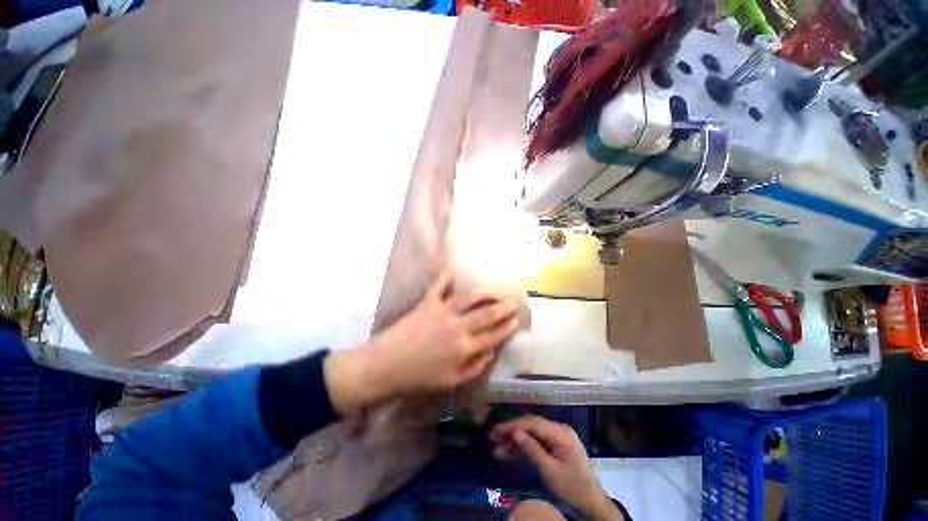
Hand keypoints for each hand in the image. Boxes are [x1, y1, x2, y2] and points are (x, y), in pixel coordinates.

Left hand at [325, 270, 518, 413]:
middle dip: (503, 308)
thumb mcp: (451, 381)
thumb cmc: (419, 377)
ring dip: (484, 294)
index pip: (493, 335)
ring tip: (494, 293)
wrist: (385, 366)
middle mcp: (458, 326)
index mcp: (464, 347)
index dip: (507, 327)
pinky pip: (438, 286)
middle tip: (513, 302)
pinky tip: (452, 269)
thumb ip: (474, 367)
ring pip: (469, 298)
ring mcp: (442, 311)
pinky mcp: (427, 303)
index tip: (516, 320)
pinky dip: (445, 277)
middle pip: (487, 314)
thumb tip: (491, 352)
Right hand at [490, 416, 623, 520]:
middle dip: (511, 432)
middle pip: (530, 427)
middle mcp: (558, 430)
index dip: (513, 425)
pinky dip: (522, 449)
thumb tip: (514, 432)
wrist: (591, 504)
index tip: (497, 429)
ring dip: (514, 442)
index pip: (533, 423)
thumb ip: (532, 449)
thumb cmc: (572, 488)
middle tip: (492, 437)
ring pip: (531, 435)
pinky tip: (507, 454)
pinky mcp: (554, 447)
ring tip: (496, 449)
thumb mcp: (550, 471)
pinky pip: (536, 444)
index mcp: (560, 433)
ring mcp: (556, 438)